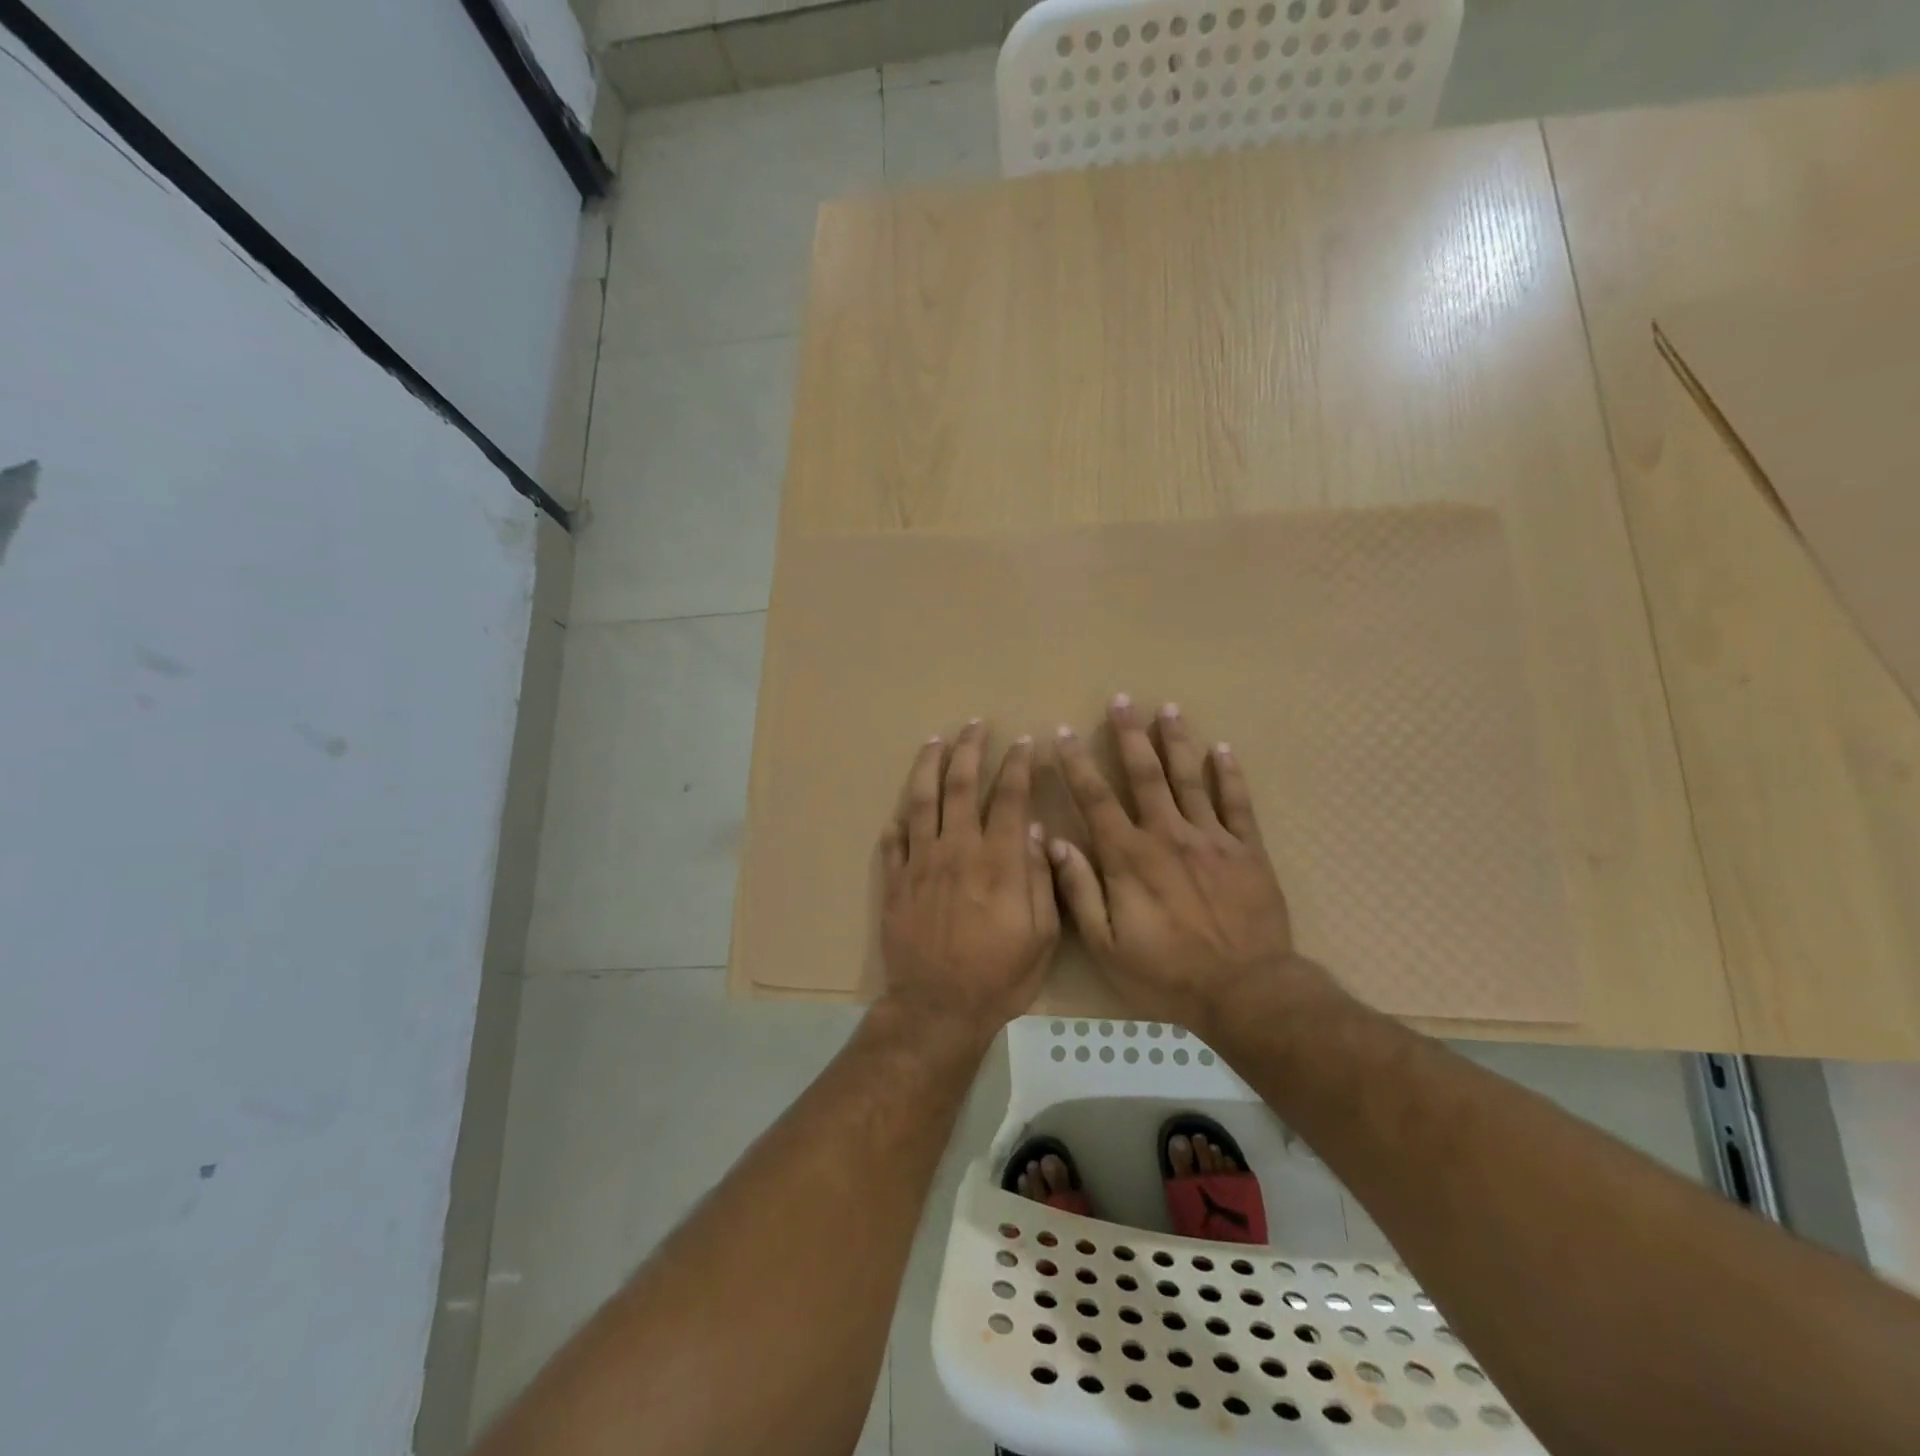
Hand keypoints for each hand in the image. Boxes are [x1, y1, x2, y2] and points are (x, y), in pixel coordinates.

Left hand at [878, 719, 1059, 1047]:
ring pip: (922, 801)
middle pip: (960, 786)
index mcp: (998, 861)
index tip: (1023, 743)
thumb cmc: (999, 975)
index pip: (1009, 797)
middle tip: (974, 725)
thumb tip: (1034, 830)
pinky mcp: (895, 882)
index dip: (1018, 766)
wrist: (938, 1008)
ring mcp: (920, 864)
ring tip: (934, 741)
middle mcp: (957, 850)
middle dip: (969, 750)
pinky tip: (902, 809)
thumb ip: (1039, 878)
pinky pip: (894, 841)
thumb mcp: (1041, 935)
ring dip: (929, 767)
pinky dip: (898, 820)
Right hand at [1049, 696, 1311, 1029]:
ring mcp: (1211, 838)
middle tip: (1121, 700)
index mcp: (1129, 857)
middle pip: (1145, 774)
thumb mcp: (1107, 946)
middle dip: (1130, 735)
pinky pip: (1238, 803)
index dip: (1077, 764)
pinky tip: (1224, 749)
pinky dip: (1230, 774)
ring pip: (1190, 778)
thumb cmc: (1168, 973)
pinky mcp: (1247, 850)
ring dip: (1177, 741)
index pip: (1096, 799)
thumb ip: (1080, 891)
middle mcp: (1168, 835)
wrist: (1246, 991)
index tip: (1063, 734)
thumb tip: (1054, 843)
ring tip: (1168, 708)